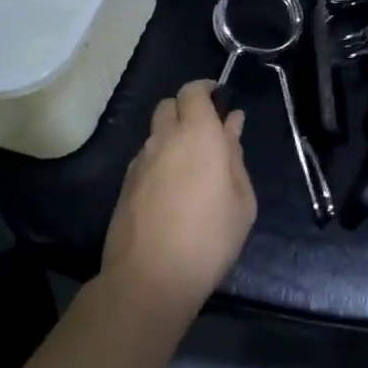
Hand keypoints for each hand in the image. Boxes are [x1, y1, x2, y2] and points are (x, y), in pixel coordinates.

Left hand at [100, 80, 256, 321]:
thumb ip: (235, 156)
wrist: (150, 278)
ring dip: (172, 135)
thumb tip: (231, 124)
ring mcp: (140, 161)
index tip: (220, 99)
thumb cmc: (209, 238)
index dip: (205, 89)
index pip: (193, 91)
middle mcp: (164, 138)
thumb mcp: (242, 201)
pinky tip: (172, 189)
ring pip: (155, 132)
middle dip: (187, 109)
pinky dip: (160, 159)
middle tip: (208, 133)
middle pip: (169, 105)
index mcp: (198, 134)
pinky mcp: (126, 184)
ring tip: (192, 166)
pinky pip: (146, 157)